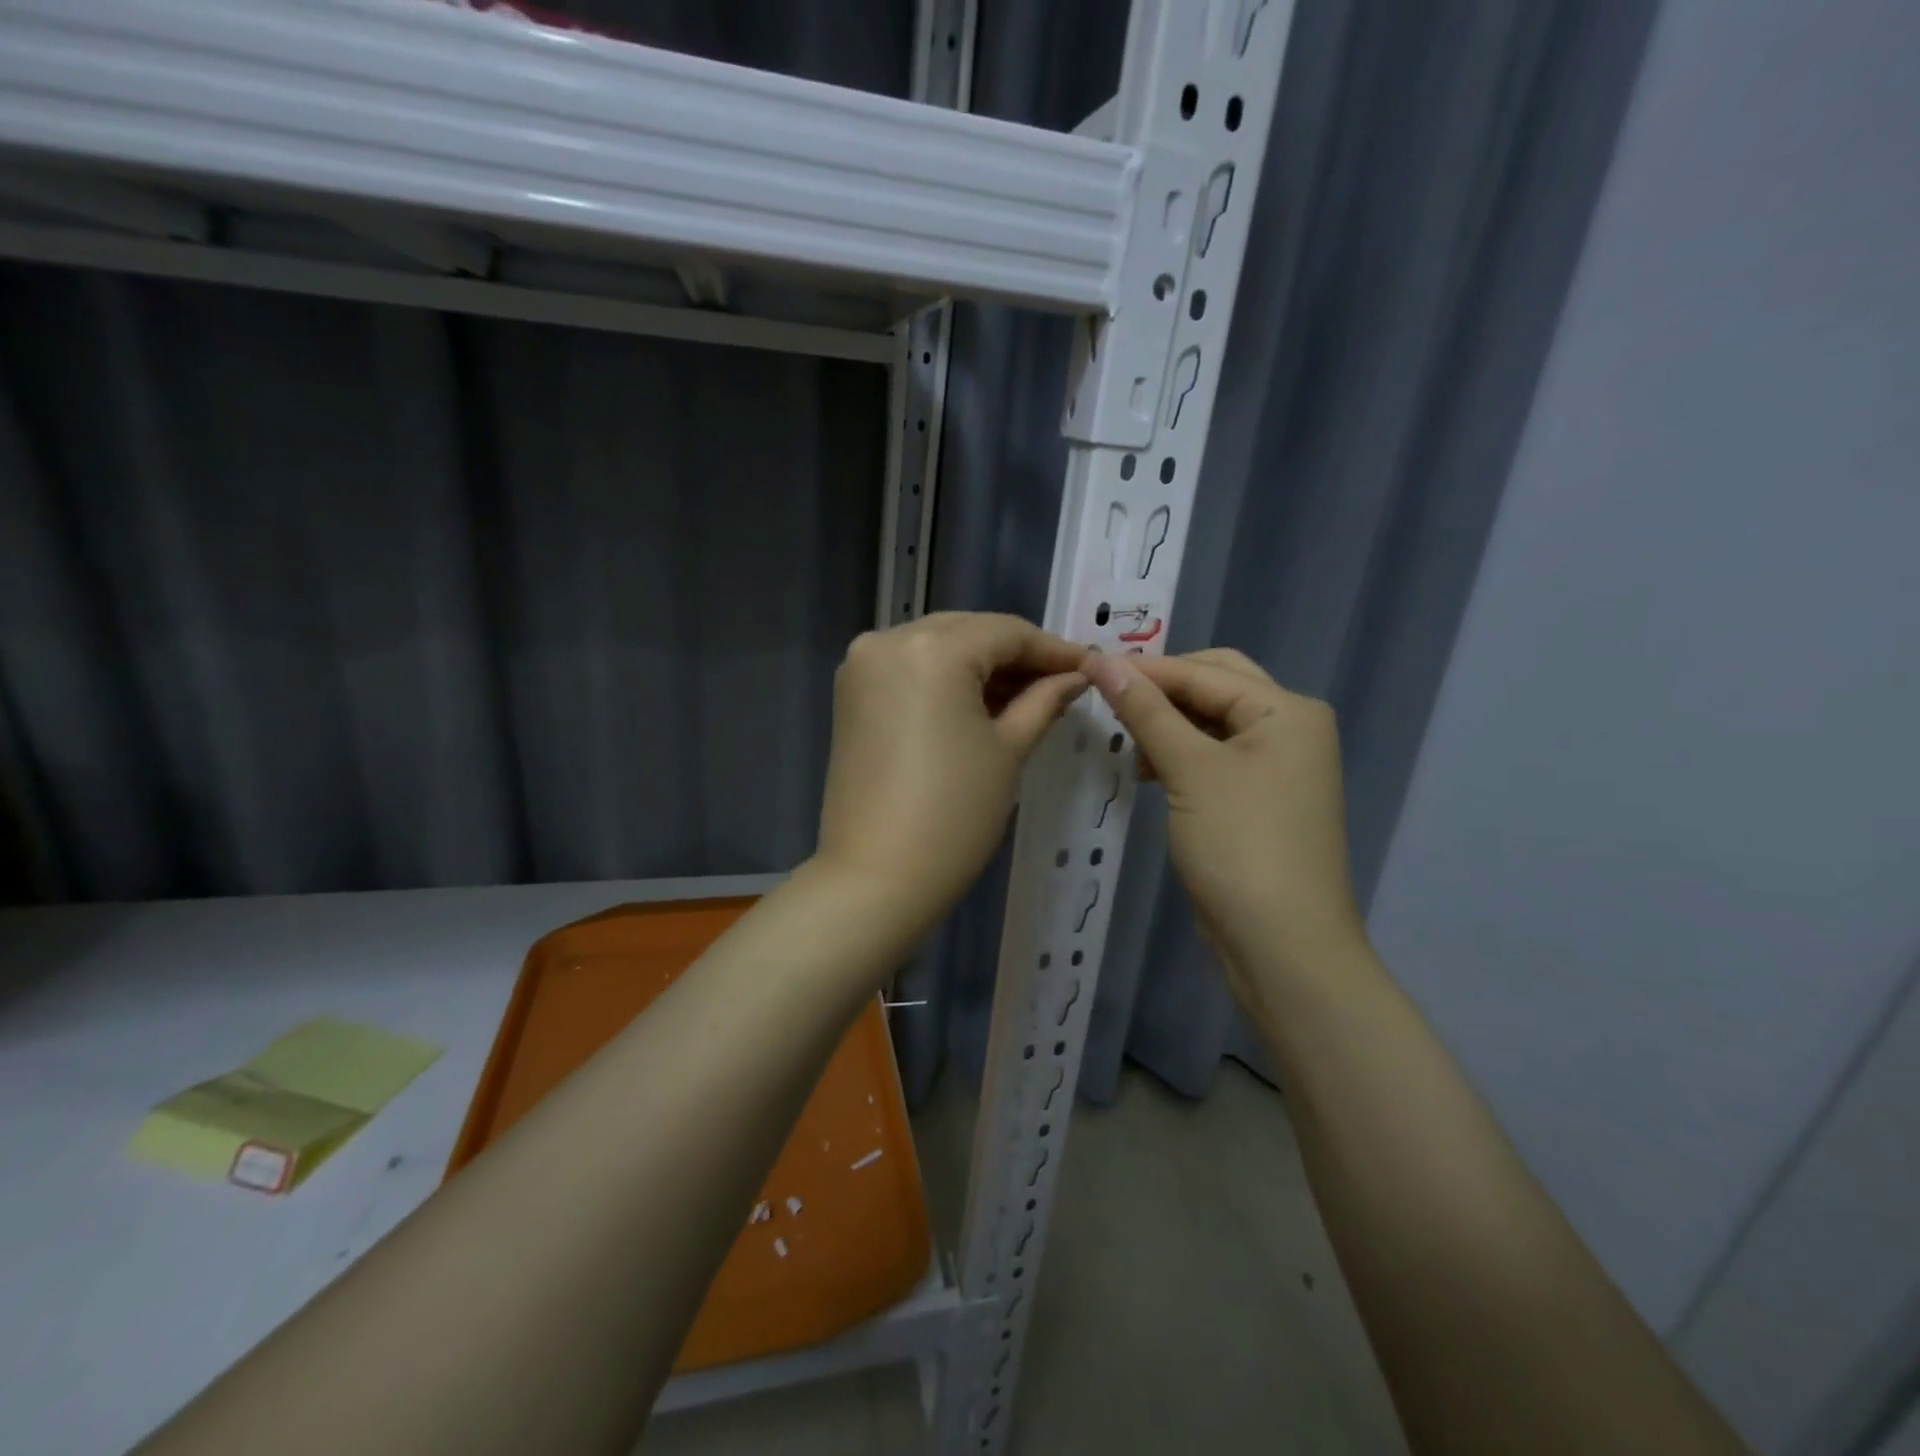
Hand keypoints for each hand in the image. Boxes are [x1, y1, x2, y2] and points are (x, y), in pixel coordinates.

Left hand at [813, 613, 1086, 928]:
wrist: (876, 877)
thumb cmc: (954, 815)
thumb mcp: (1008, 751)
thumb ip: (1043, 701)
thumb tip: (1074, 677)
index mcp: (931, 649)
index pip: (1005, 632)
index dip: (1052, 649)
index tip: (1090, 666)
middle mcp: (888, 640)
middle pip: (968, 632)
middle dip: (1016, 655)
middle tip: (1061, 682)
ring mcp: (862, 666)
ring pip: (937, 646)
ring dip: (981, 665)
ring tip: (1027, 696)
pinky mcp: (851, 693)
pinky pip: (910, 668)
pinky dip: (946, 678)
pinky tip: (981, 702)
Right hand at [1082, 648, 1366, 994]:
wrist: (1283, 945)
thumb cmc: (1240, 845)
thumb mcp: (1189, 770)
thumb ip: (1146, 710)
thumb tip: (1100, 659)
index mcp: (1286, 710)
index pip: (1203, 671)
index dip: (1144, 669)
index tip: (1086, 666)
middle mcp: (1289, 728)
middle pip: (1214, 688)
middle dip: (1161, 690)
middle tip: (1107, 697)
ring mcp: (1278, 766)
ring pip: (1211, 724)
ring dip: (1167, 724)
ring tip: (1123, 740)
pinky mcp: (1260, 799)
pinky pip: (1213, 757)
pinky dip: (1179, 755)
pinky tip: (1147, 769)